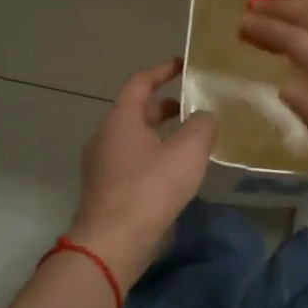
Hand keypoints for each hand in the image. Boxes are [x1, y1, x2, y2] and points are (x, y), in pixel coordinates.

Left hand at [69, 59, 217, 288]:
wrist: (112, 243)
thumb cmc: (149, 188)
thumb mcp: (187, 152)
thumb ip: (202, 126)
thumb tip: (206, 116)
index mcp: (121, 120)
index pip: (140, 83)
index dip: (162, 71)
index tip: (183, 65)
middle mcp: (105, 137)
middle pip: (136, 111)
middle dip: (164, 106)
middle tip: (193, 107)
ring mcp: (101, 166)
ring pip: (134, 139)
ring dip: (160, 135)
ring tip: (190, 141)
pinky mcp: (105, 191)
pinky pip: (132, 162)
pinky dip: (153, 157)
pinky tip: (175, 174)